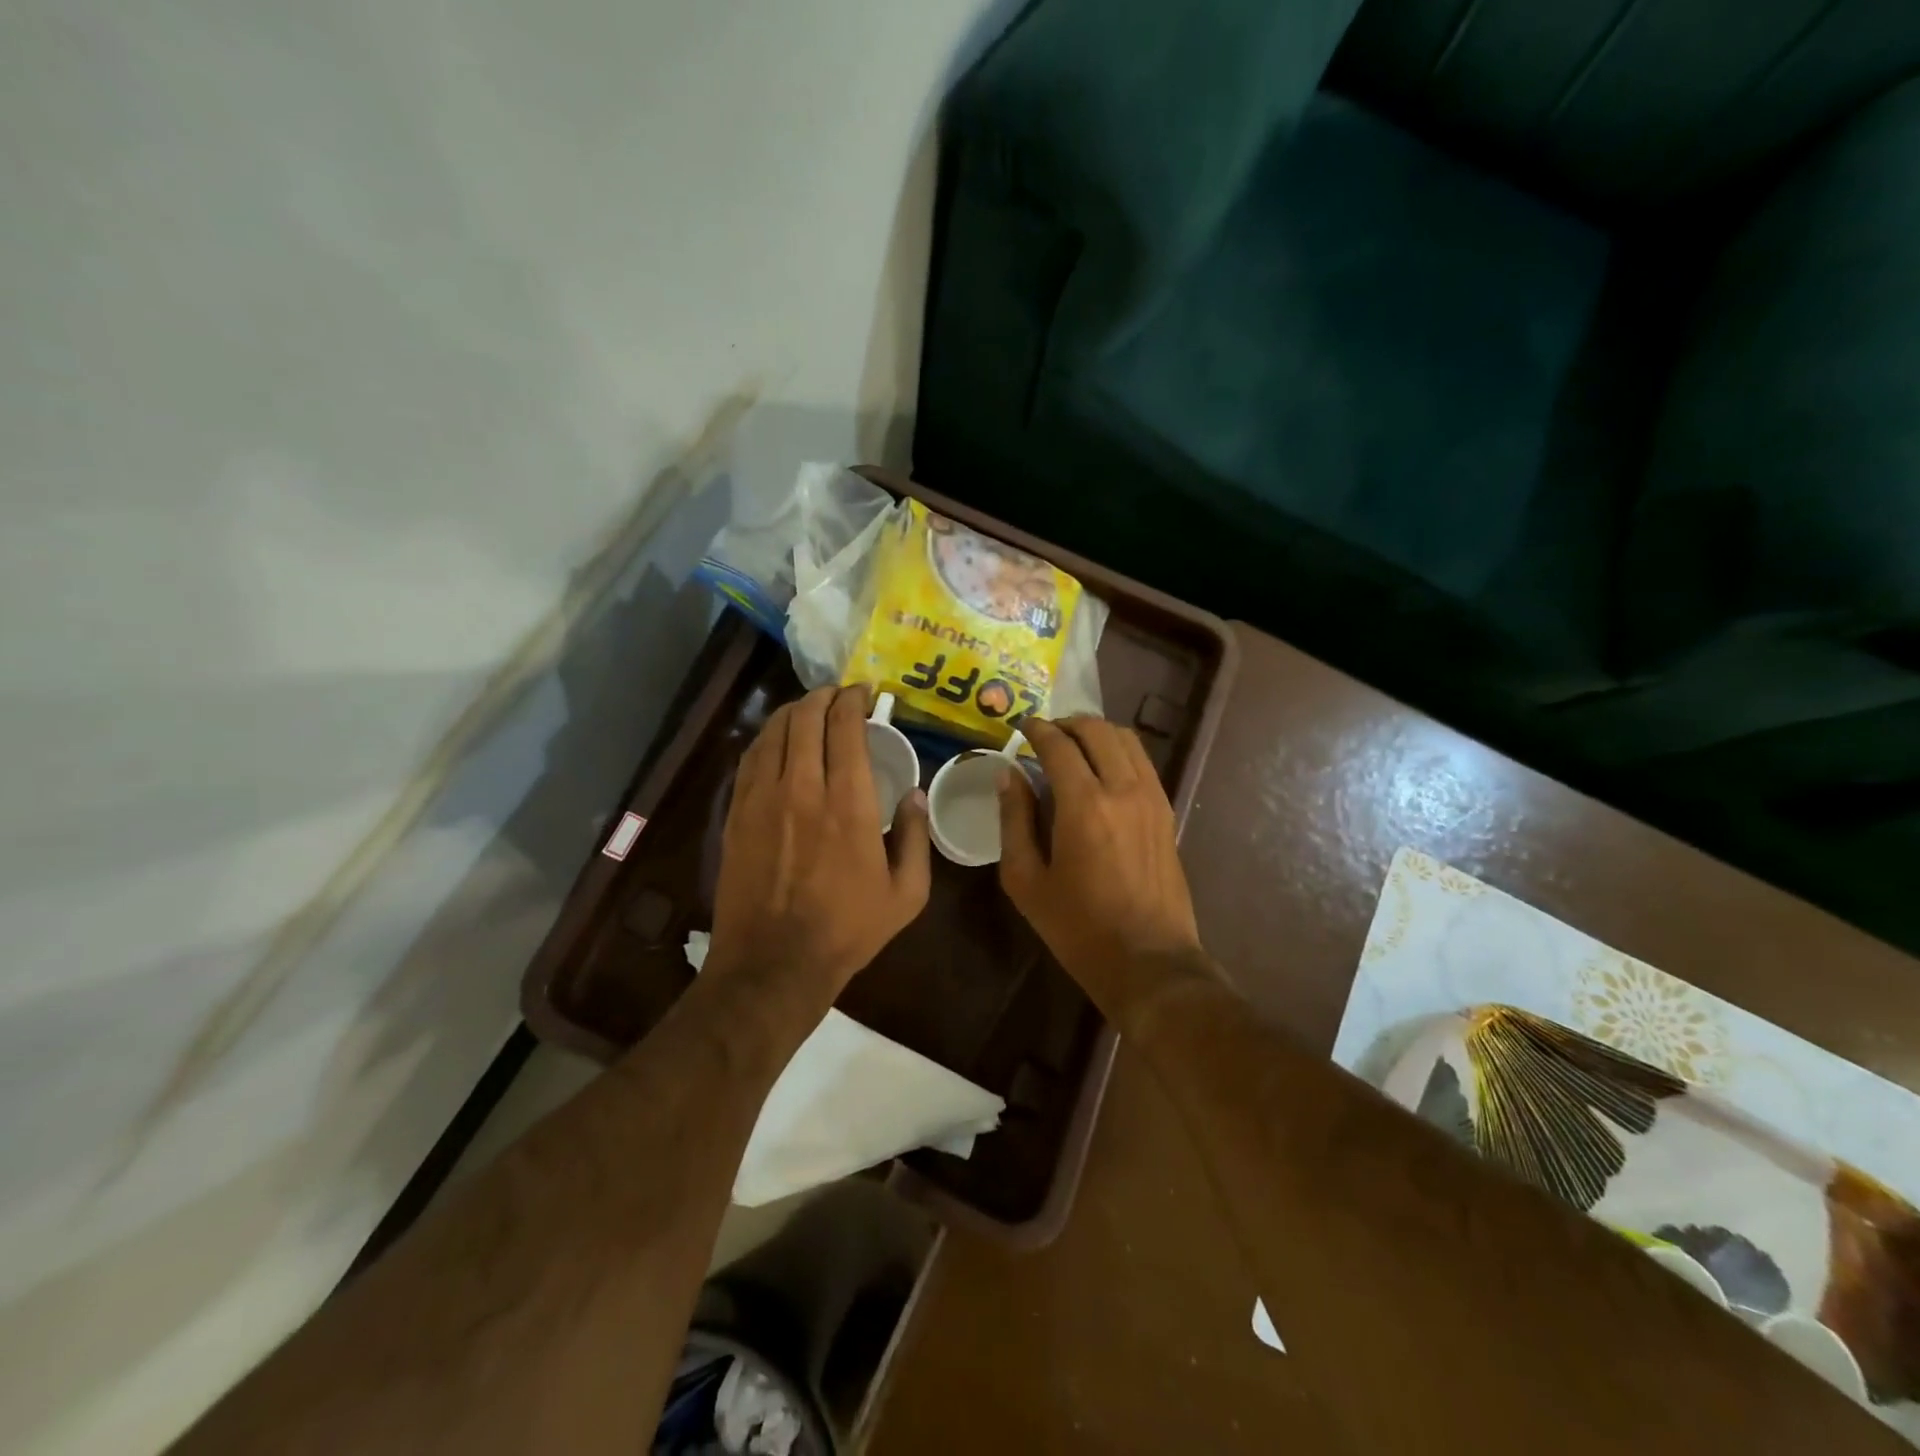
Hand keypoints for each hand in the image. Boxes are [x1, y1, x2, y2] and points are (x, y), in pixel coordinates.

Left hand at [709, 684, 930, 1007]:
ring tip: (809, 709)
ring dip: (793, 711)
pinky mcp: (736, 814)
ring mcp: (762, 799)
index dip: (854, 700)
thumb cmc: (847, 930)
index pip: (845, 728)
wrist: (773, 964)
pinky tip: (777, 740)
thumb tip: (915, 796)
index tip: (864, 692)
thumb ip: (916, 839)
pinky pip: (750, 759)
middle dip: (824, 696)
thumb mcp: (906, 894)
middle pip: (805, 719)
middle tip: (839, 695)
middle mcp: (802, 789)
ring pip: (773, 732)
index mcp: (848, 804)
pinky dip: (767, 738)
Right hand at [997, 716, 1202, 998]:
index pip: (1058, 744)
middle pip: (1097, 730)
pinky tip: (1102, 771)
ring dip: (1096, 733)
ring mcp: (1152, 798)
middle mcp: (1123, 789)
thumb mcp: (1026, 880)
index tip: (1021, 727)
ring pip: (1126, 740)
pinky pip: (1143, 763)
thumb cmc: (1078, 927)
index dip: (1036, 729)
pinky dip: (1119, 752)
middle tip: (1045, 735)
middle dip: (1067, 723)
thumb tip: (1008, 774)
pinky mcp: (1167, 812)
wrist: (1149, 960)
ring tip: (1074, 747)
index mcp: (1083, 804)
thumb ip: (1014, 820)